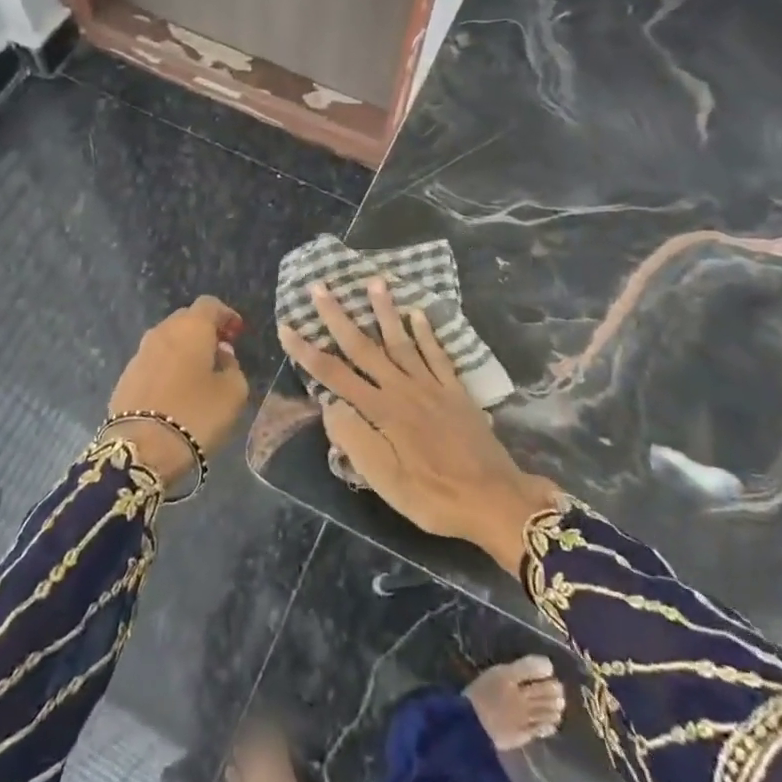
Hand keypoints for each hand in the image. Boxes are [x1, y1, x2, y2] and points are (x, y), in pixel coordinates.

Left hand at [109, 296, 249, 488]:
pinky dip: (167, 366)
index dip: (226, 315)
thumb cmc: (196, 414)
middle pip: (186, 318)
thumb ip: (233, 367)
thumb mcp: (233, 393)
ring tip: (198, 372)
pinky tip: (175, 389)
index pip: (210, 304)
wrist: (141, 449)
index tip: (237, 333)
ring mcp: (140, 353)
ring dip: (184, 349)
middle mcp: (162, 332)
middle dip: (204, 330)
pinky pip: (153, 361)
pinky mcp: (125, 376)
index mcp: (191, 327)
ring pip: (167, 340)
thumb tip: (222, 355)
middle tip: (220, 351)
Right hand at [279, 281, 561, 570]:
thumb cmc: (434, 497)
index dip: (307, 352)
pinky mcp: (455, 390)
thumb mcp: (385, 482)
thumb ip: (355, 440)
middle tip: (320, 286)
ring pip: (401, 340)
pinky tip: (418, 313)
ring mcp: (431, 386)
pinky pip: (437, 354)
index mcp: (381, 412)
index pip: (335, 376)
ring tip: (374, 281)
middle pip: (364, 347)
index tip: (287, 328)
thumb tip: (329, 405)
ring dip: (385, 310)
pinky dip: (427, 332)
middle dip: (338, 316)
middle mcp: (403, 389)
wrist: (494, 500)